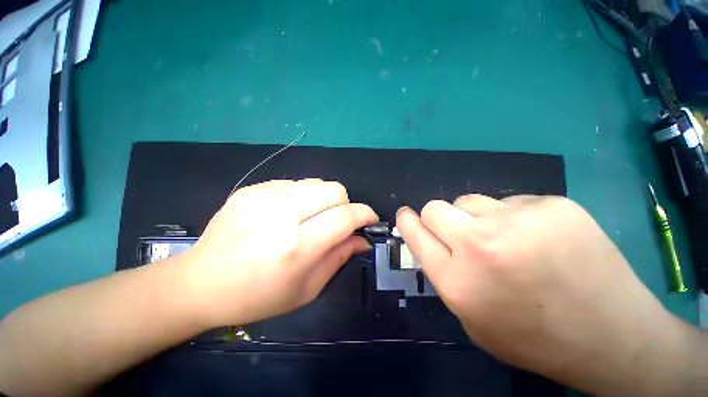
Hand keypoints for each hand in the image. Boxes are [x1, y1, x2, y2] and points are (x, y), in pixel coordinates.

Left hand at [179, 179, 377, 327]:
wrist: (200, 282)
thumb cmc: (257, 296)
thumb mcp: (306, 288)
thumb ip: (340, 257)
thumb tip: (363, 239)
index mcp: (296, 247)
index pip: (345, 217)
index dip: (364, 214)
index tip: (370, 219)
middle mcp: (281, 216)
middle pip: (334, 190)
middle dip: (345, 204)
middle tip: (337, 221)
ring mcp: (263, 197)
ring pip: (316, 183)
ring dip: (324, 199)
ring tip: (312, 217)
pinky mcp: (252, 189)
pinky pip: (294, 184)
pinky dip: (303, 196)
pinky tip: (289, 213)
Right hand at [396, 195, 697, 395]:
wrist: (612, 336)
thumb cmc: (532, 337)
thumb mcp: (471, 318)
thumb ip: (443, 273)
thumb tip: (431, 239)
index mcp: (457, 280)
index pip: (414, 232)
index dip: (407, 221)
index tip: (405, 215)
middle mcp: (479, 245)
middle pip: (434, 207)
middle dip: (438, 218)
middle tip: (459, 234)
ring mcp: (518, 220)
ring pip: (469, 200)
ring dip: (475, 217)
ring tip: (506, 240)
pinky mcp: (551, 204)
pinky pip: (508, 201)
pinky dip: (512, 217)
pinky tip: (539, 239)